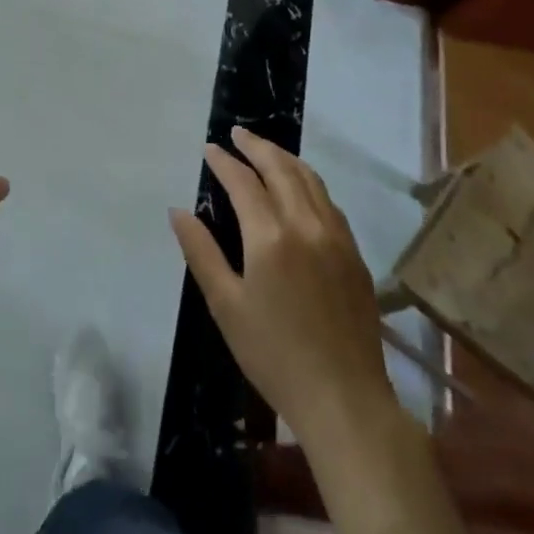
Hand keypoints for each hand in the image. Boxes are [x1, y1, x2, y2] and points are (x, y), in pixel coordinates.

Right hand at [170, 128, 392, 446]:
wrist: (345, 400)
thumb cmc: (274, 355)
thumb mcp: (225, 306)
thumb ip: (201, 252)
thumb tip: (178, 211)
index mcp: (270, 237)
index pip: (243, 183)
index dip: (224, 162)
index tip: (209, 148)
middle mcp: (307, 225)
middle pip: (281, 169)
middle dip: (257, 147)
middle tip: (237, 134)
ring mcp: (337, 238)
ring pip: (311, 180)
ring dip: (285, 159)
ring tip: (266, 150)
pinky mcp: (355, 255)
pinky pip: (329, 202)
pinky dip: (309, 182)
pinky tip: (300, 188)